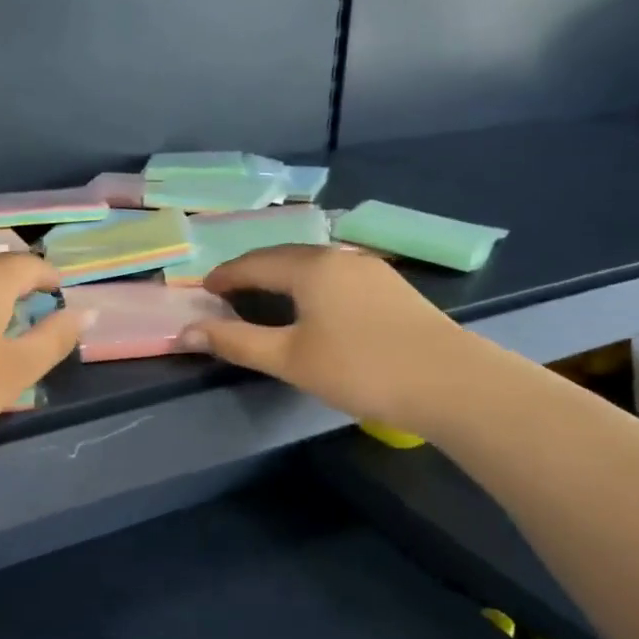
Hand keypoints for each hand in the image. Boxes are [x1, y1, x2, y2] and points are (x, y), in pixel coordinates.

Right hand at [181, 245, 480, 433]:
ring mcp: (369, 268)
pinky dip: (310, 284)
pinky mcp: (391, 285)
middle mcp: (337, 256)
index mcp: (309, 267)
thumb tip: (186, 332)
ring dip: (282, 276)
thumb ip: (237, 342)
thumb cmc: (361, 369)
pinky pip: (335, 274)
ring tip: (265, 296)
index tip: (204, 290)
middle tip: (228, 292)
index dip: (224, 276)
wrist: (452, 382)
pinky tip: (314, 305)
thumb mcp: (290, 359)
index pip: (252, 263)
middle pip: (282, 257)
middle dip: (251, 271)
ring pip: (312, 264)